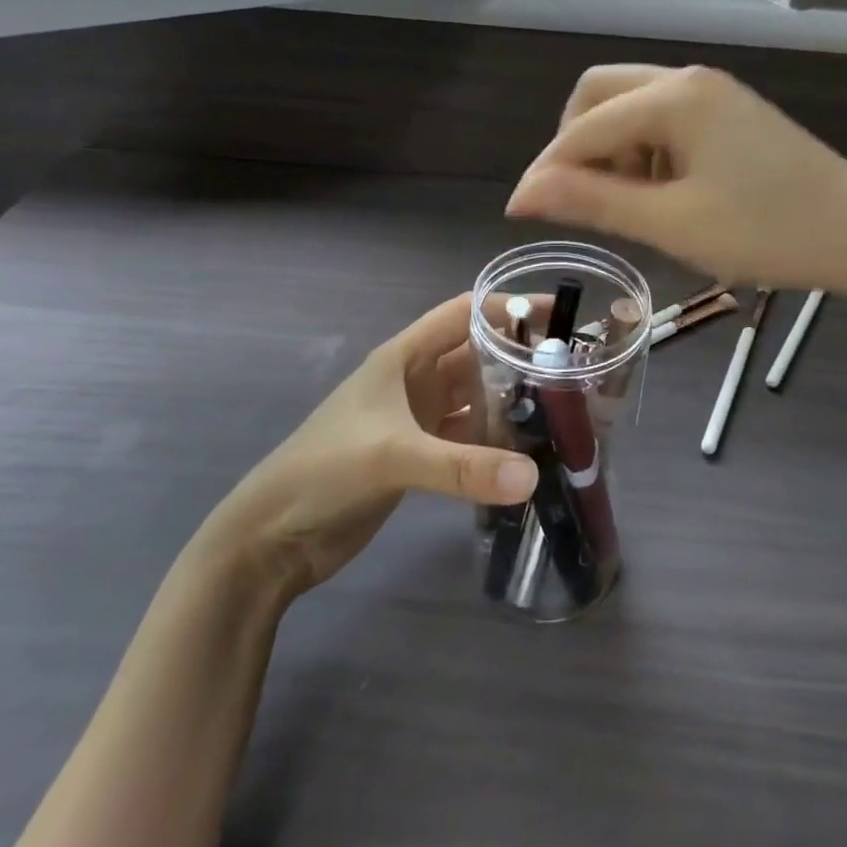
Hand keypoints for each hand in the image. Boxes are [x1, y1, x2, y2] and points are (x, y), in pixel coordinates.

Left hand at [195, 295, 537, 601]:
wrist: (270, 539)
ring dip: (512, 400)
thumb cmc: (323, 472)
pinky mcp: (420, 456)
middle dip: (521, 356)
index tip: (562, 314)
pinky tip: (529, 452)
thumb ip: (462, 467)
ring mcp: (417, 419)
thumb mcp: (392, 457)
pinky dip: (496, 441)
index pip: (465, 313)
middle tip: (576, 368)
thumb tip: (532, 476)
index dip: (510, 307)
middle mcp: (415, 380)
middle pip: (478, 354)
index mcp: (404, 357)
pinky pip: (469, 437)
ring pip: (476, 397)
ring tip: (564, 408)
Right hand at [508, 65, 846, 296]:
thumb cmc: (768, 232)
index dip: (546, 170)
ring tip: (628, 205)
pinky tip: (664, 192)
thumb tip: (524, 194)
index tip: (519, 214)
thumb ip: (595, 202)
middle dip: (576, 144)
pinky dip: (647, 150)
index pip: (583, 127)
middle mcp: (688, 79)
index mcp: (673, 98)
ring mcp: (715, 93)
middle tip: (576, 199)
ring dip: (613, 147)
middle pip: (601, 95)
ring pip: (634, 104)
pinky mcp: (732, 113)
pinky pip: (667, 118)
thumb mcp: (673, 223)